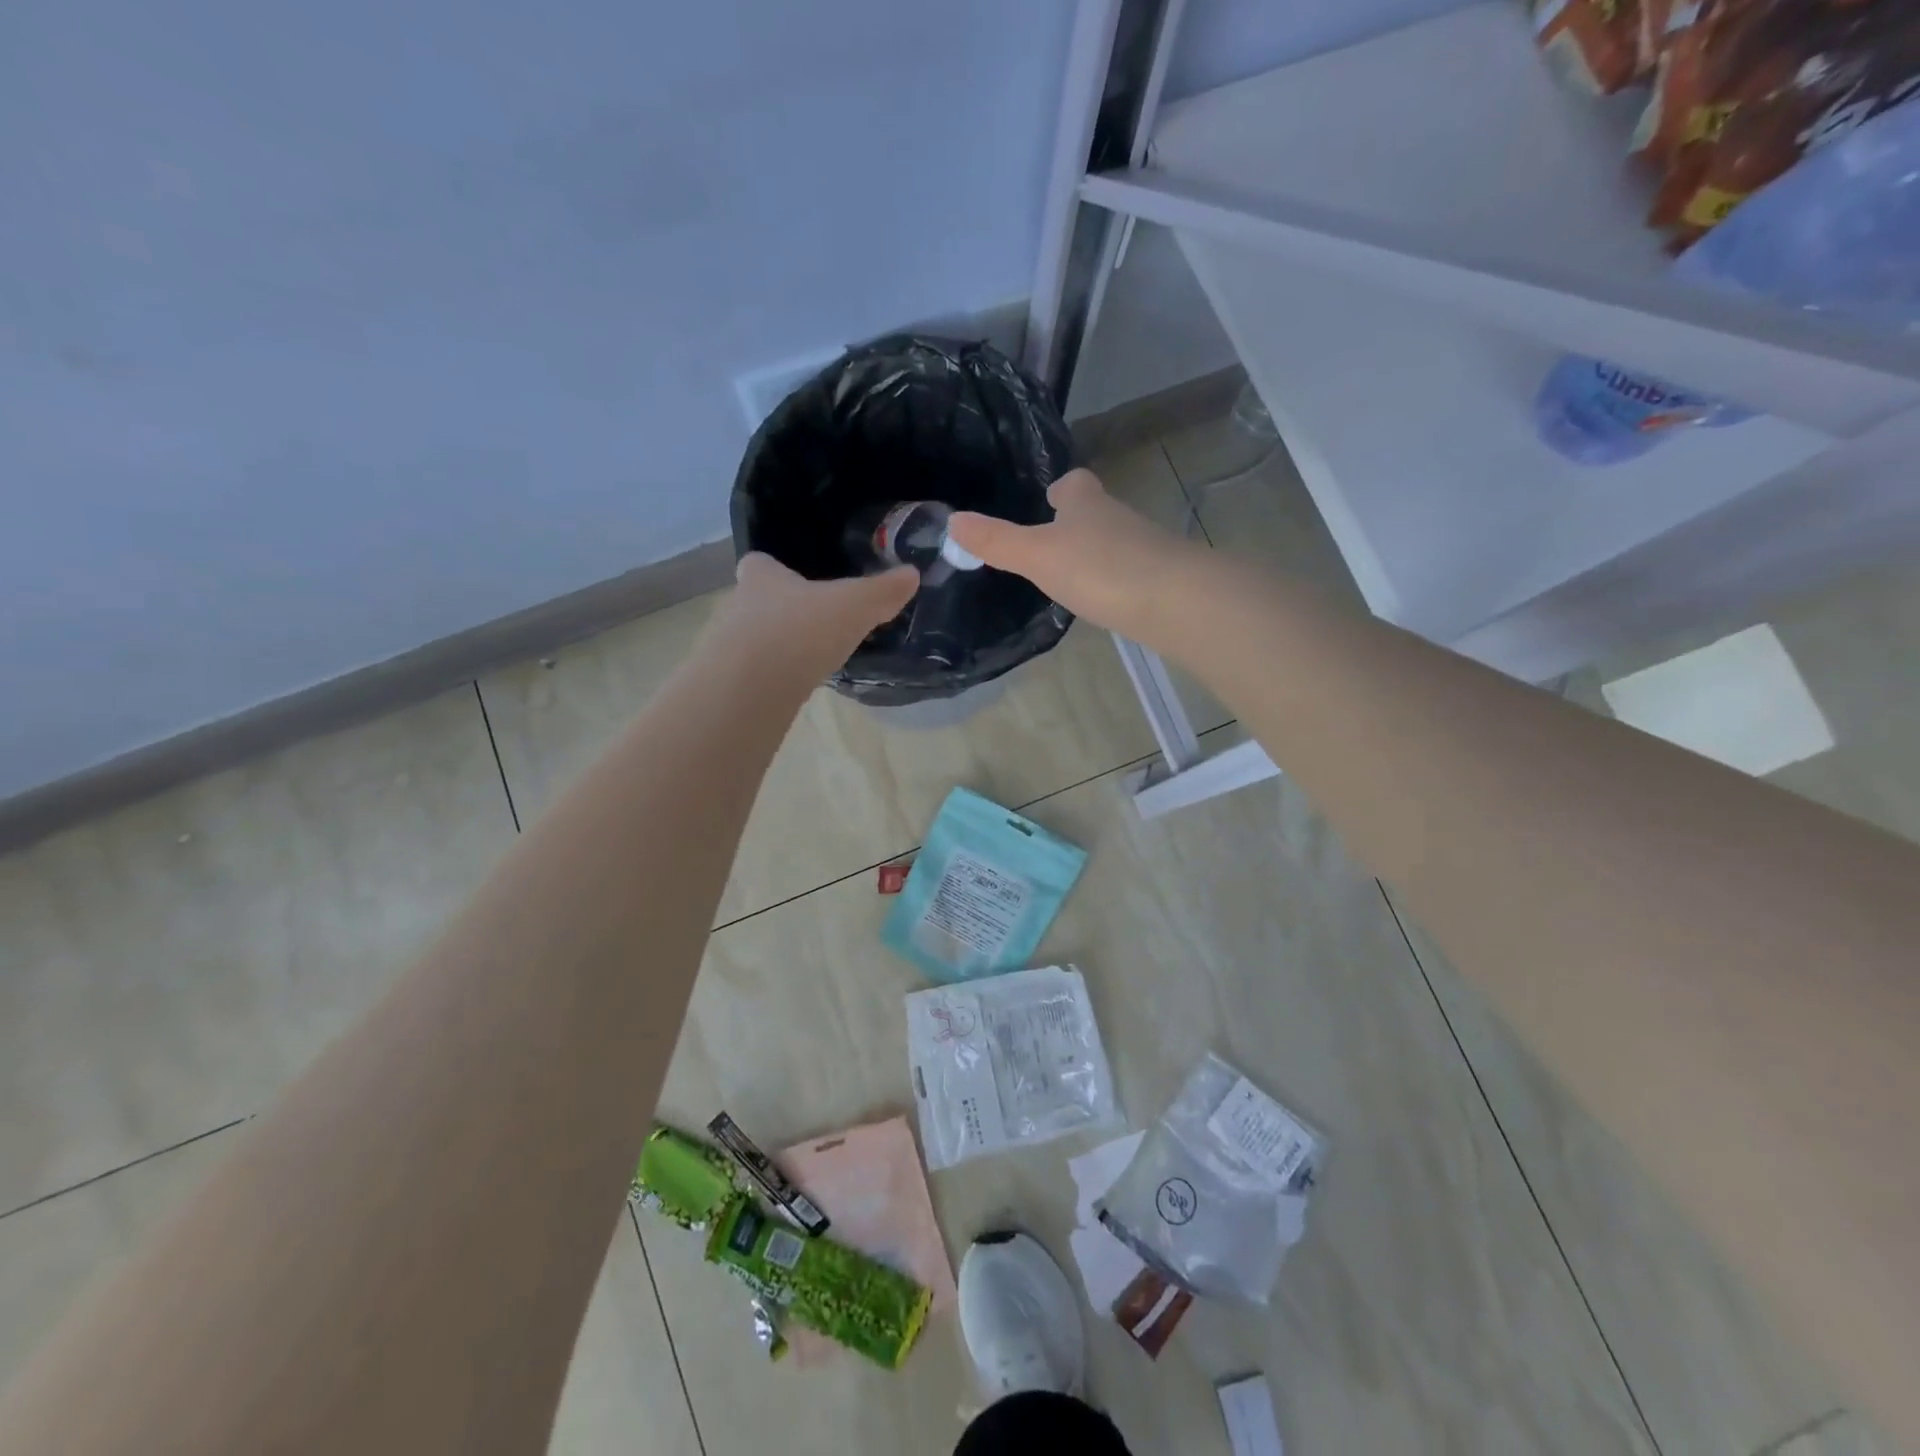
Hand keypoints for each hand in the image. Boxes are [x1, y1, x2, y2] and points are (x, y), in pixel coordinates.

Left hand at [718, 552, 917, 678]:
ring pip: (748, 640)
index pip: (759, 563)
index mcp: (762, 578)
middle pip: (753, 602)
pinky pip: (749, 675)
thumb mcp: (854, 607)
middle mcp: (736, 606)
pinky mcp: (726, 683)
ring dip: (771, 648)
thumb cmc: (800, 630)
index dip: (775, 570)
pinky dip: (766, 680)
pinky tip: (788, 690)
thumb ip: (882, 592)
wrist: (750, 686)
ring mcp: (725, 646)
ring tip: (803, 661)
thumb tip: (912, 574)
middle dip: (777, 612)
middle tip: (809, 626)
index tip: (794, 580)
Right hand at [948, 469, 1204, 643]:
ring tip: (1069, 572)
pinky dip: (1112, 579)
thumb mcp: (1037, 555)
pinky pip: (1128, 571)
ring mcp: (1142, 548)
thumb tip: (952, 521)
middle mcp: (1117, 517)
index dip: (1061, 488)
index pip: (1075, 482)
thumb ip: (997, 541)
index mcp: (1086, 503)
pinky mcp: (1158, 579)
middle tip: (1051, 539)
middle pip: (1095, 510)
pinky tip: (1100, 598)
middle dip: (1076, 521)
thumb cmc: (1100, 568)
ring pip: (1112, 541)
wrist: (1174, 600)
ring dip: (1093, 551)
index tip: (1049, 497)